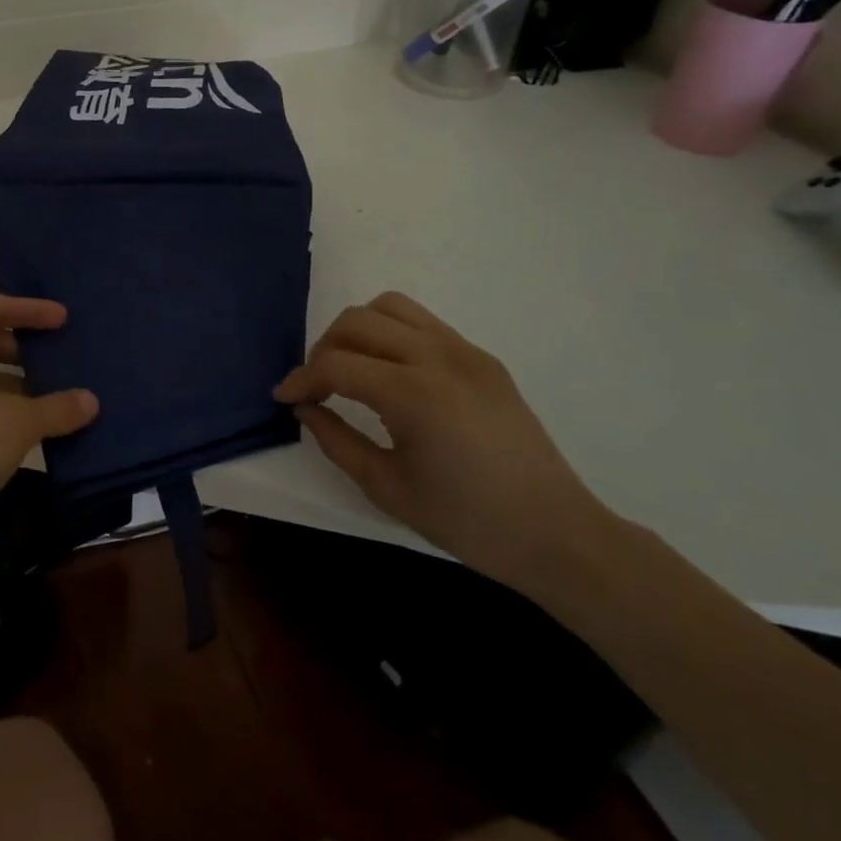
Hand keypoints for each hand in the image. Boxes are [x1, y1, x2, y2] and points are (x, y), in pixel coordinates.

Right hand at [276, 292, 616, 592]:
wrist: (556, 534)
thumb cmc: (467, 521)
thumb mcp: (386, 488)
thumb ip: (335, 440)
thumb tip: (305, 407)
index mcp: (414, 394)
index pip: (336, 364)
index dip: (301, 378)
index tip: (284, 397)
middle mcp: (438, 356)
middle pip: (357, 321)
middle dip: (324, 348)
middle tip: (318, 386)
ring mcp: (465, 351)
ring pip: (390, 306)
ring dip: (358, 329)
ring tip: (353, 368)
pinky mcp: (482, 357)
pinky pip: (423, 322)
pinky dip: (392, 333)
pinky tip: (393, 373)